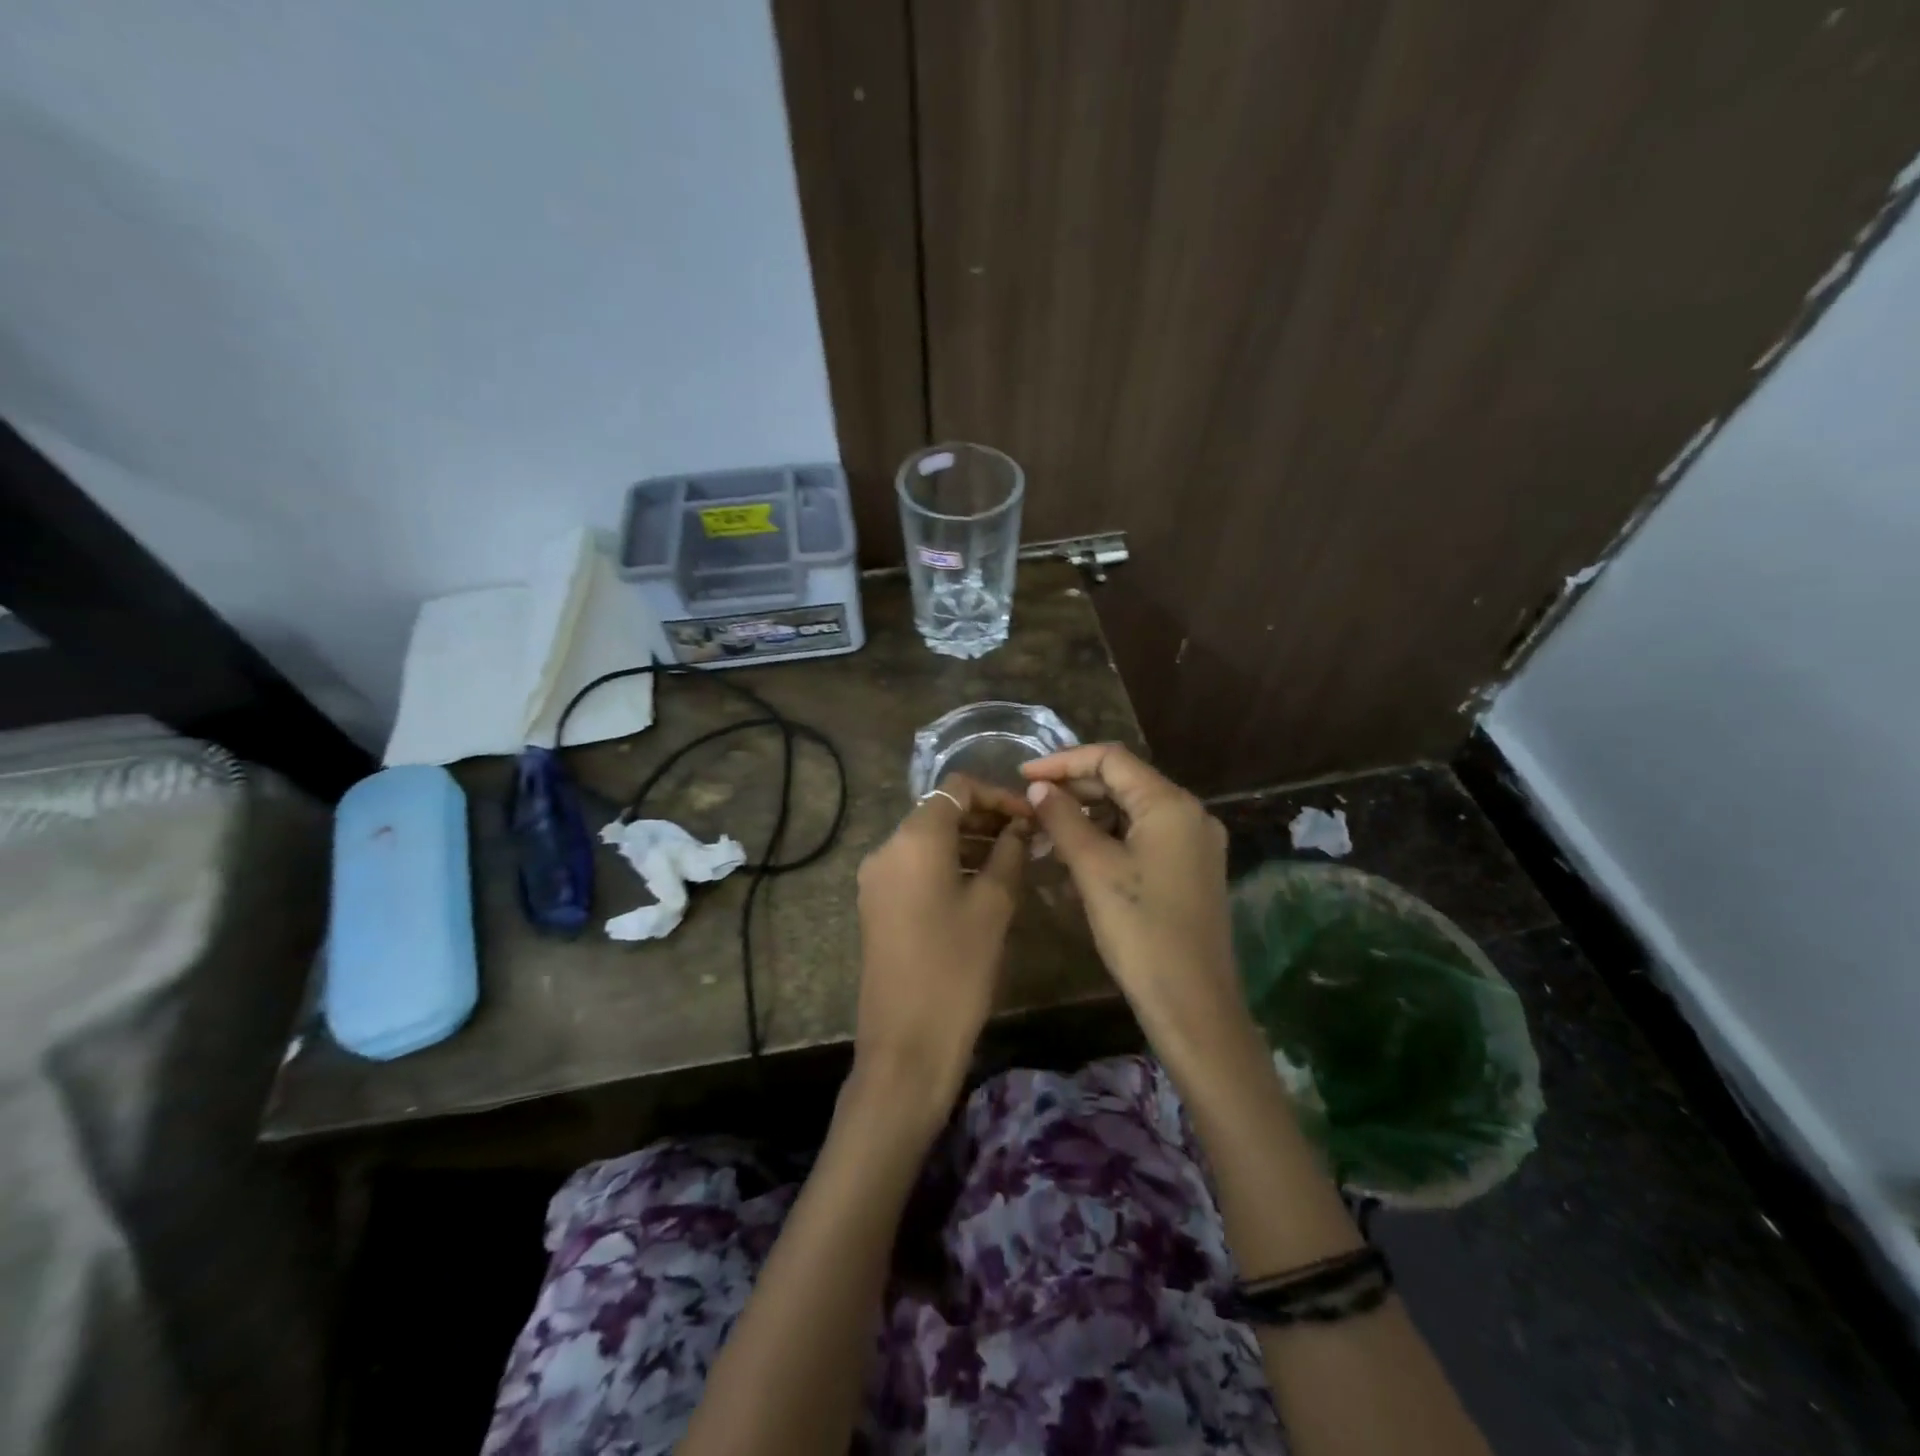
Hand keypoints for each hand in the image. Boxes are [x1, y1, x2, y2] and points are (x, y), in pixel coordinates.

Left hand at [851, 773, 1030, 1124]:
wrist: (906, 1043)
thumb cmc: (957, 968)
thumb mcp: (993, 906)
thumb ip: (1009, 854)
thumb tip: (1021, 827)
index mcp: (914, 838)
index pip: (957, 789)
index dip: (997, 795)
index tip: (1030, 818)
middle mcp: (887, 848)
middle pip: (939, 812)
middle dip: (984, 818)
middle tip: (1027, 839)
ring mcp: (877, 878)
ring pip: (927, 841)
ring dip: (968, 843)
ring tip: (1012, 861)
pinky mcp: (877, 904)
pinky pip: (915, 867)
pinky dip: (948, 865)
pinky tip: (981, 885)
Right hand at [1021, 745, 1243, 1042]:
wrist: (1193, 1005)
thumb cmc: (1141, 931)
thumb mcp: (1094, 870)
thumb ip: (1063, 819)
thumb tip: (1038, 787)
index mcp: (1171, 804)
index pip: (1111, 759)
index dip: (1063, 761)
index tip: (1022, 775)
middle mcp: (1190, 814)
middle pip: (1124, 781)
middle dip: (1074, 787)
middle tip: (1030, 803)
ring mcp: (1194, 843)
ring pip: (1132, 811)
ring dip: (1088, 814)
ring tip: (1046, 829)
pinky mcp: (1190, 869)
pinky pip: (1143, 837)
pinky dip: (1108, 837)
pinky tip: (1077, 854)